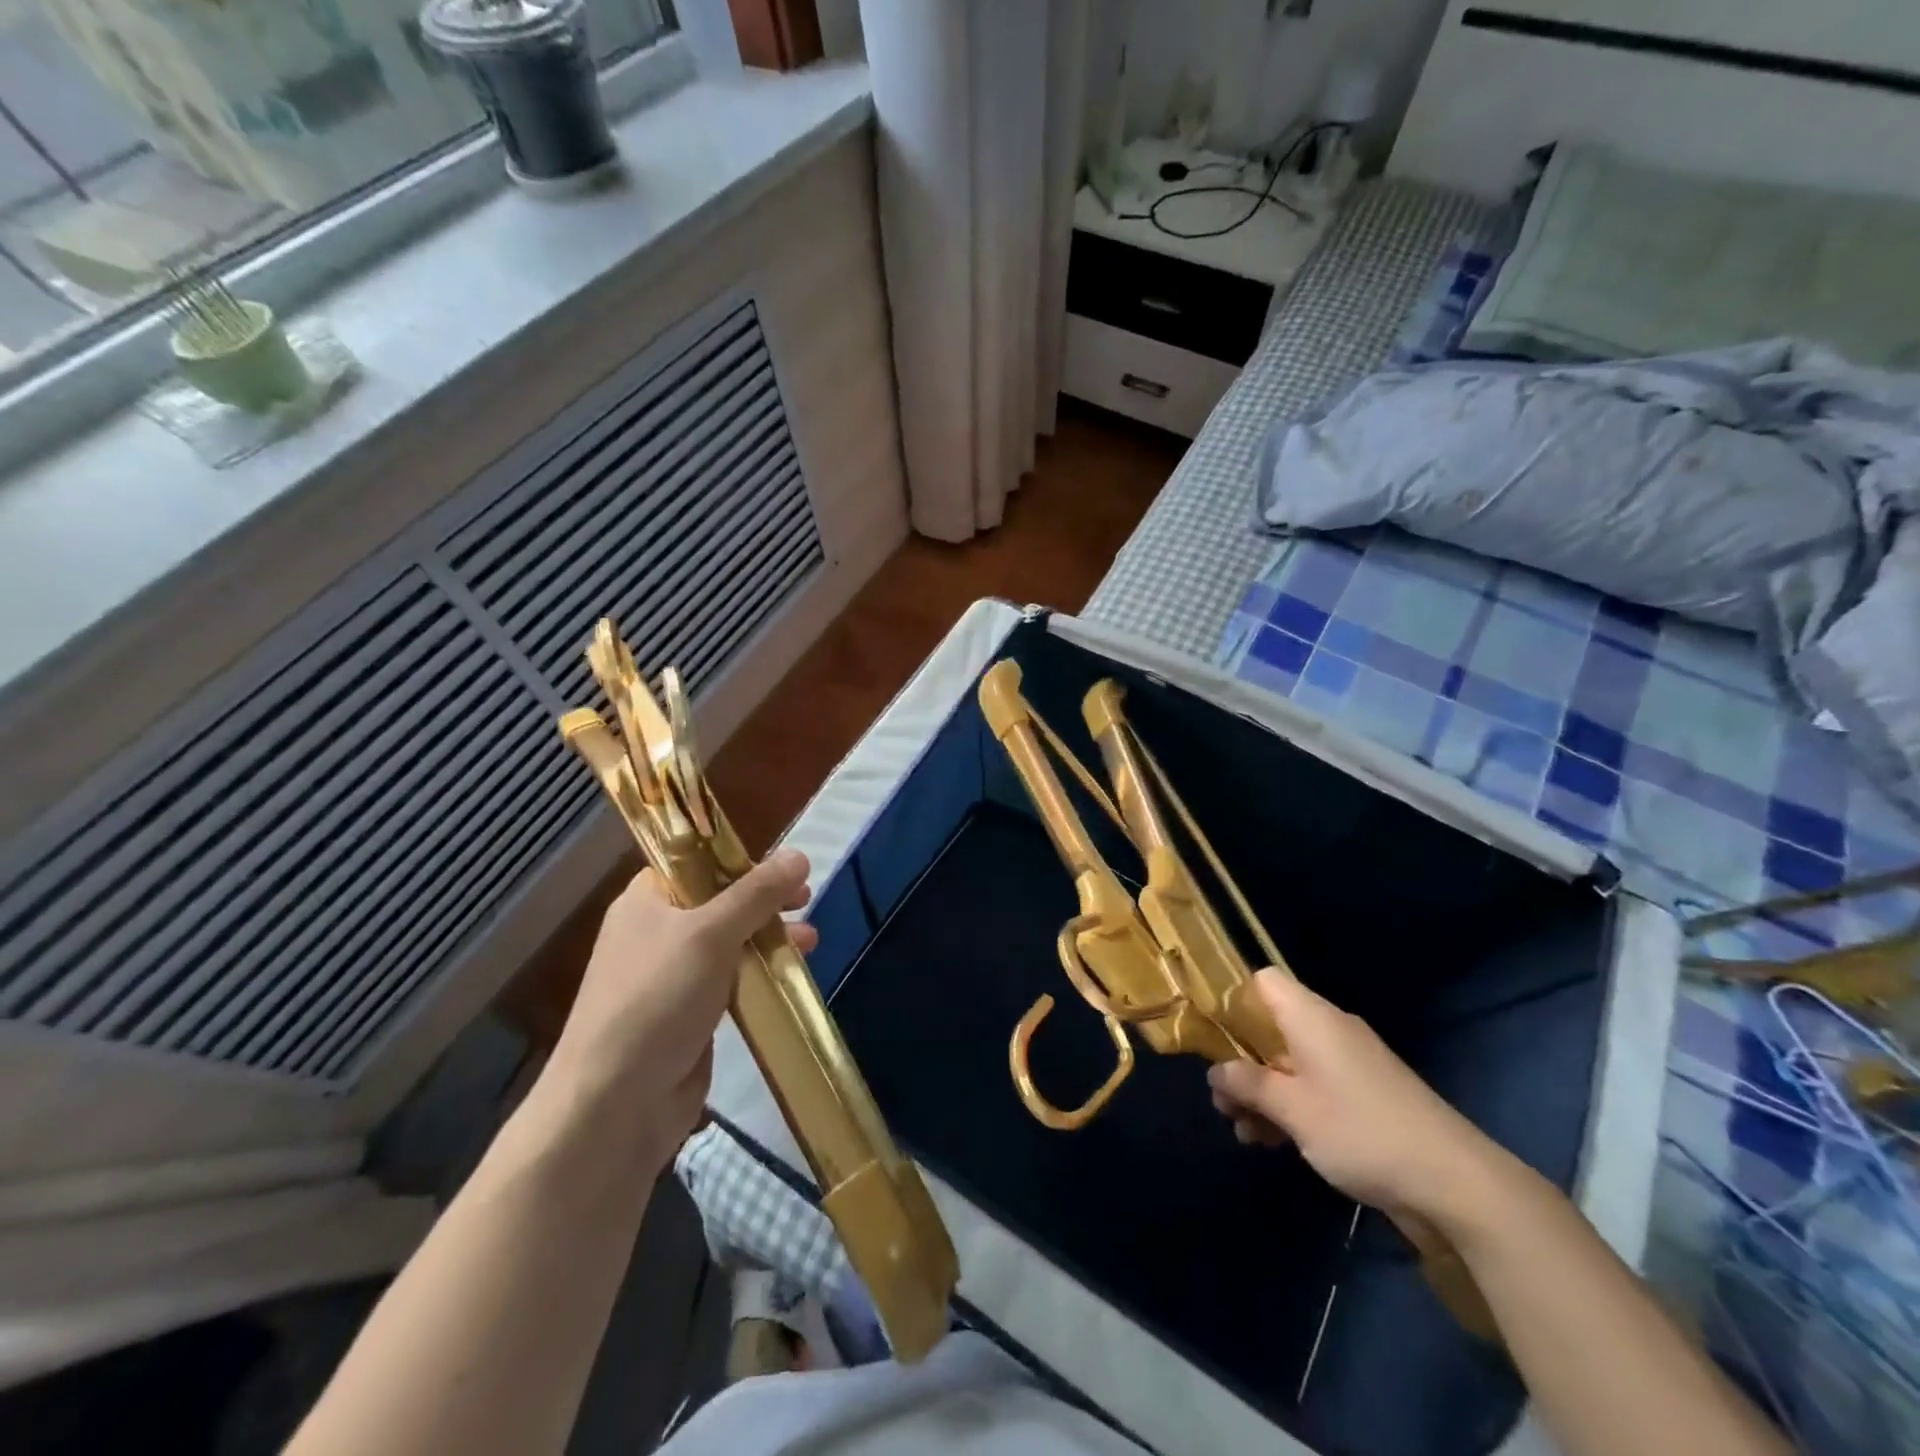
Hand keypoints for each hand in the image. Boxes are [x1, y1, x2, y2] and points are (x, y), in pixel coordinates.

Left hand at [543, 849, 815, 1170]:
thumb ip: (757, 893)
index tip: (783, 865)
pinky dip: (760, 973)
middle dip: (765, 900)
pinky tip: (789, 975)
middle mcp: (657, 932)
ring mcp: (672, 976)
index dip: (740, 858)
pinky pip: (732, 980)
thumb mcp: (710, 934)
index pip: (696, 860)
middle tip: (805, 899)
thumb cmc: (657, 999)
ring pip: (730, 942)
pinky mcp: (689, 1014)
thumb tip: (800, 855)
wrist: (615, 1105)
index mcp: (646, 900)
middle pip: (720, 900)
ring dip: (769, 936)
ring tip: (809, 940)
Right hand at [1208, 970, 1495, 1220]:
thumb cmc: (1361, 1131)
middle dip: (1241, 1062)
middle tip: (1222, 1102)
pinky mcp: (1365, 1098)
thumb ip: (1246, 1084)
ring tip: (1244, 1134)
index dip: (1232, 1000)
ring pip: (1288, 1063)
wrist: (1456, 1184)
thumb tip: (1215, 1071)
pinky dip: (1290, 1108)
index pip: (1262, 982)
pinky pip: (1313, 1088)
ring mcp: (1350, 1065)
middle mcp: (1330, 1031)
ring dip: (1262, 1093)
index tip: (1211, 1036)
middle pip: (1270, 1027)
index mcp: (1311, 1017)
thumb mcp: (1291, 1109)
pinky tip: (1274, 1144)